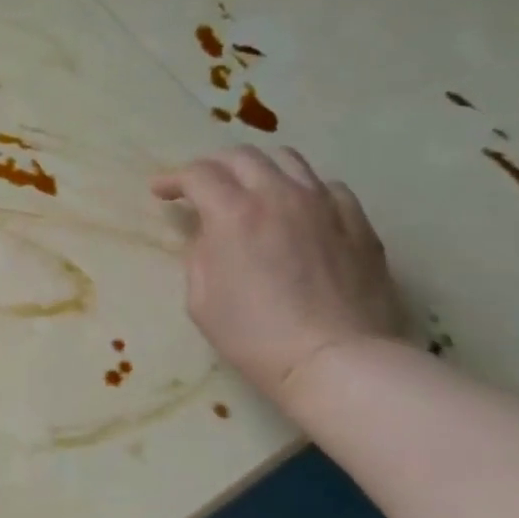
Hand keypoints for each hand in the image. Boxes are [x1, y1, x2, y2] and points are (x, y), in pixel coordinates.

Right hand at [152, 146, 402, 406]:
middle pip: (242, 156)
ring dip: (259, 169)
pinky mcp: (357, 222)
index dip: (173, 179)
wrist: (336, 360)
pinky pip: (327, 187)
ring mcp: (324, 204)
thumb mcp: (201, 300)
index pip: (198, 174)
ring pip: (288, 160)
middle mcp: (279, 195)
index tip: (161, 192)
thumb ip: (200, 254)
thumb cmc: (255, 336)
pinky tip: (299, 212)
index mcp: (234, 213)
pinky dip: (303, 191)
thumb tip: (210, 235)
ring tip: (251, 189)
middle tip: (201, 187)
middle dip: (213, 166)